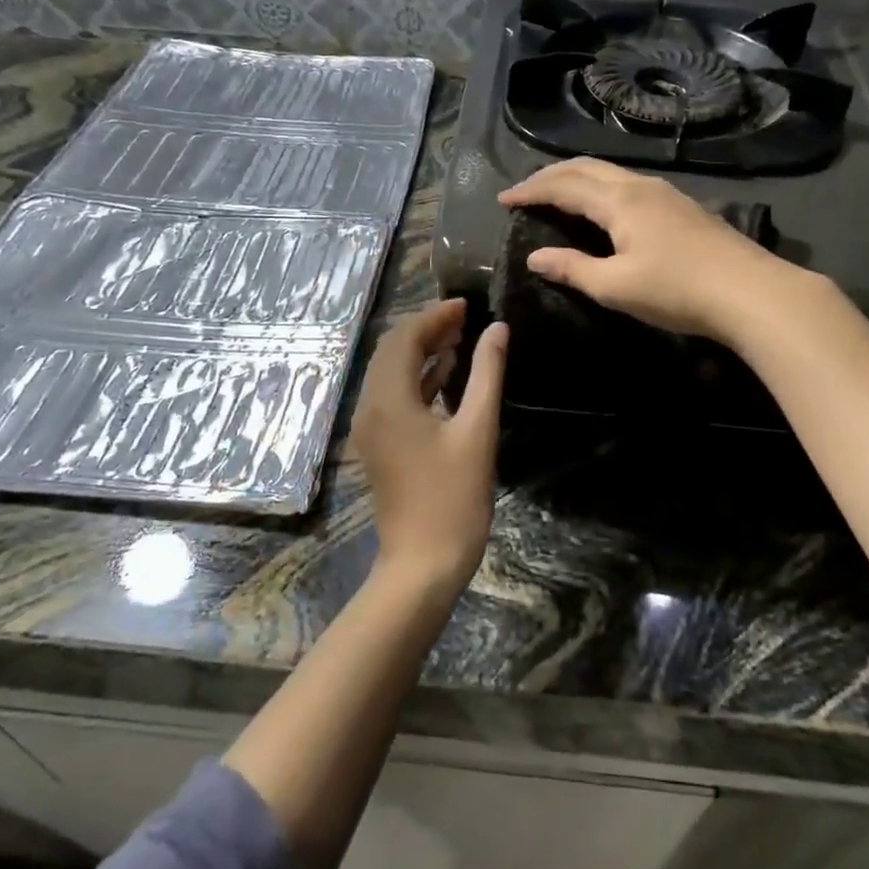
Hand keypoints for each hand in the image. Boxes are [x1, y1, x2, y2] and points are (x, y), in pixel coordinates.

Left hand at [349, 298, 506, 592]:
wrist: (423, 563)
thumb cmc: (453, 498)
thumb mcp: (477, 431)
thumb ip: (486, 374)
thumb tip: (497, 329)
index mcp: (389, 400)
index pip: (404, 338)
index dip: (434, 316)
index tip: (466, 305)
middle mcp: (370, 407)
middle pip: (392, 351)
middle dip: (426, 329)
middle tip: (465, 319)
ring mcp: (370, 428)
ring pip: (390, 373)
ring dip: (421, 353)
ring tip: (460, 339)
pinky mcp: (378, 445)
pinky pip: (392, 397)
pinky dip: (416, 380)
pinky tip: (445, 375)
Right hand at [498, 157, 800, 343]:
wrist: (751, 292)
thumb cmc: (677, 290)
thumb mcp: (616, 286)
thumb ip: (572, 268)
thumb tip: (535, 257)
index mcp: (619, 201)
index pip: (563, 186)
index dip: (531, 190)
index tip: (504, 200)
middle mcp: (640, 186)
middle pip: (586, 167)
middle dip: (551, 175)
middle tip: (525, 191)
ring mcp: (665, 193)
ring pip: (610, 173)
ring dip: (577, 178)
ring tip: (557, 194)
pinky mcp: (682, 207)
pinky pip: (628, 184)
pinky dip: (600, 187)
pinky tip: (603, 207)